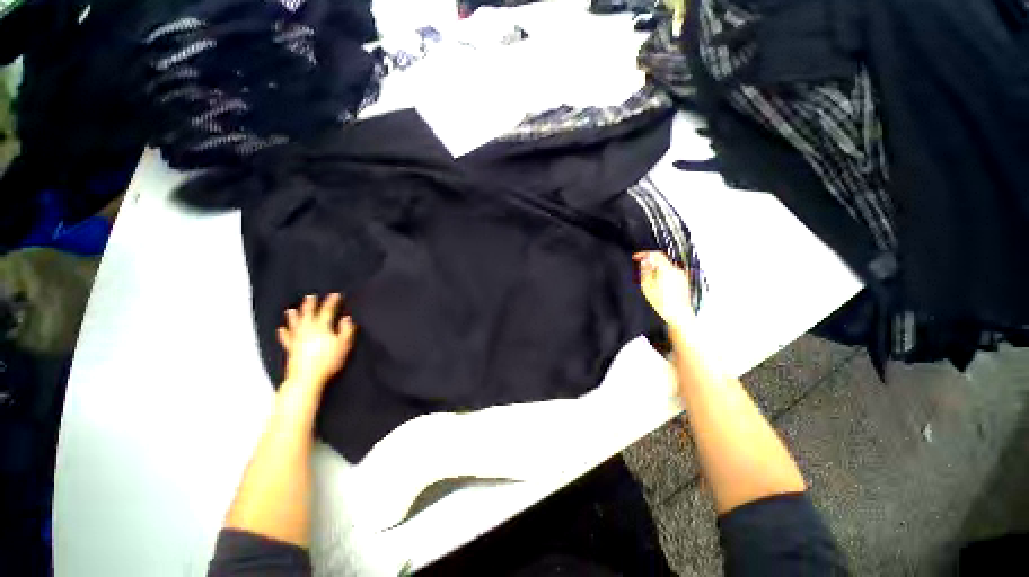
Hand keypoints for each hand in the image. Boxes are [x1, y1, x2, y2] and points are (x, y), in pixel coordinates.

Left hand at [278, 293, 355, 389]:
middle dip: (310, 305)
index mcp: (322, 327)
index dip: (331, 302)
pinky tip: (281, 329)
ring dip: (293, 316)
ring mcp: (297, 339)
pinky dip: (283, 333)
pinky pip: (286, 338)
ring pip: (295, 324)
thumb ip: (346, 330)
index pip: (327, 311)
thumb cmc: (329, 360)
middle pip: (308, 314)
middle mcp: (308, 330)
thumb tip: (346, 318)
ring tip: (291, 309)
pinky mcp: (290, 349)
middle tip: (310, 296)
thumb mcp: (343, 345)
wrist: (306, 378)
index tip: (335, 294)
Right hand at [634, 251, 695, 332]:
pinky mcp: (683, 281)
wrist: (679, 315)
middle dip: (650, 261)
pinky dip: (662, 274)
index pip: (655, 254)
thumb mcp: (647, 286)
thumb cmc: (663, 304)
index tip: (636, 257)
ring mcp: (681, 276)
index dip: (644, 254)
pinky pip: (671, 273)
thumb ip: (645, 271)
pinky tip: (658, 284)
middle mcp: (676, 270)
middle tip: (640, 267)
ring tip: (648, 278)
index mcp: (666, 269)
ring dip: (656, 268)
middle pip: (661, 259)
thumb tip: (645, 261)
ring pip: (665, 266)